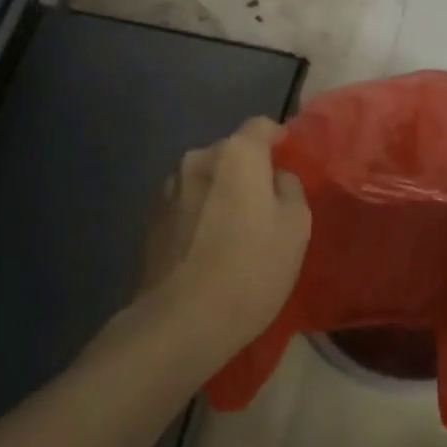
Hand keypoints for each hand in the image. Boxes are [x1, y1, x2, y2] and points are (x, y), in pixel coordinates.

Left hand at [138, 118, 310, 365]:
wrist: (182, 319)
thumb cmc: (251, 268)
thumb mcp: (296, 228)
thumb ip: (290, 189)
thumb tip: (275, 178)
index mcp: (236, 154)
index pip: (261, 126)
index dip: (279, 139)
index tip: (289, 161)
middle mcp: (197, 159)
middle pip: (231, 153)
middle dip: (248, 171)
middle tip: (265, 206)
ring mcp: (168, 189)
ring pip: (206, 180)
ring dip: (221, 194)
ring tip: (233, 231)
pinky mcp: (150, 220)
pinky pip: (187, 205)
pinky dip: (200, 215)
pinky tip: (207, 248)